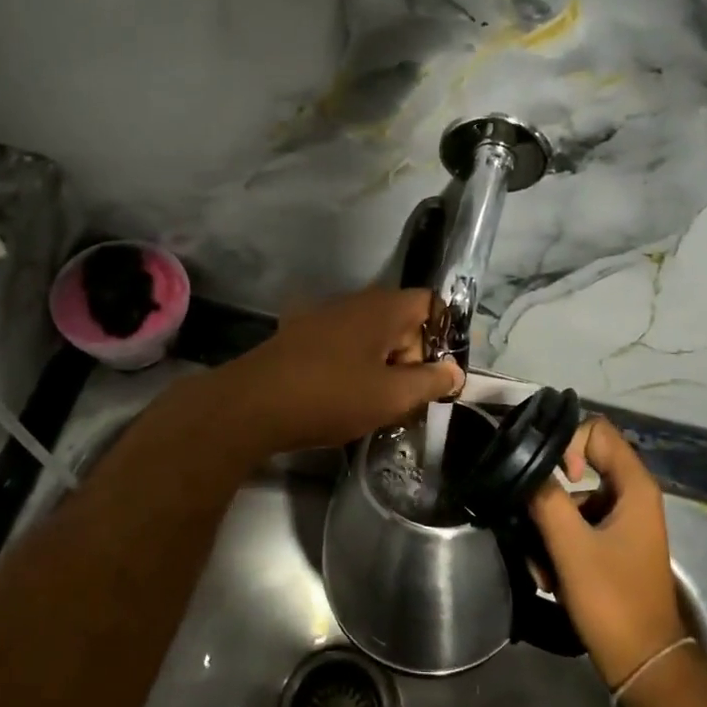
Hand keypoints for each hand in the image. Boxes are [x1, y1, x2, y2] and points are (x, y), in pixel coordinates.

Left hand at [214, 289, 462, 455]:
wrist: (252, 404)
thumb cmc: (331, 396)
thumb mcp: (391, 397)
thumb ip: (430, 382)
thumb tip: (455, 371)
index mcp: (382, 307)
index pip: (431, 303)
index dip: (443, 334)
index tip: (441, 372)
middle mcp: (354, 301)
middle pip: (401, 320)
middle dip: (412, 356)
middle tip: (407, 396)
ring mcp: (323, 315)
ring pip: (371, 335)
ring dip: (382, 364)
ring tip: (376, 402)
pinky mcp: (300, 334)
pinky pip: (343, 344)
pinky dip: (353, 364)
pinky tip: (342, 395)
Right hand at [529, 416, 687, 690]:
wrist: (643, 664)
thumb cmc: (612, 600)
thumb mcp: (571, 547)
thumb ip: (546, 499)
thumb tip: (523, 464)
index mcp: (634, 487)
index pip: (597, 431)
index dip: (568, 444)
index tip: (551, 477)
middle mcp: (632, 495)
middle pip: (582, 465)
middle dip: (551, 491)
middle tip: (530, 517)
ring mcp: (623, 521)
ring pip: (574, 500)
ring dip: (550, 525)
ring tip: (539, 564)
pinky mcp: (613, 544)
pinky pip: (579, 526)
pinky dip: (560, 544)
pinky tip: (548, 576)